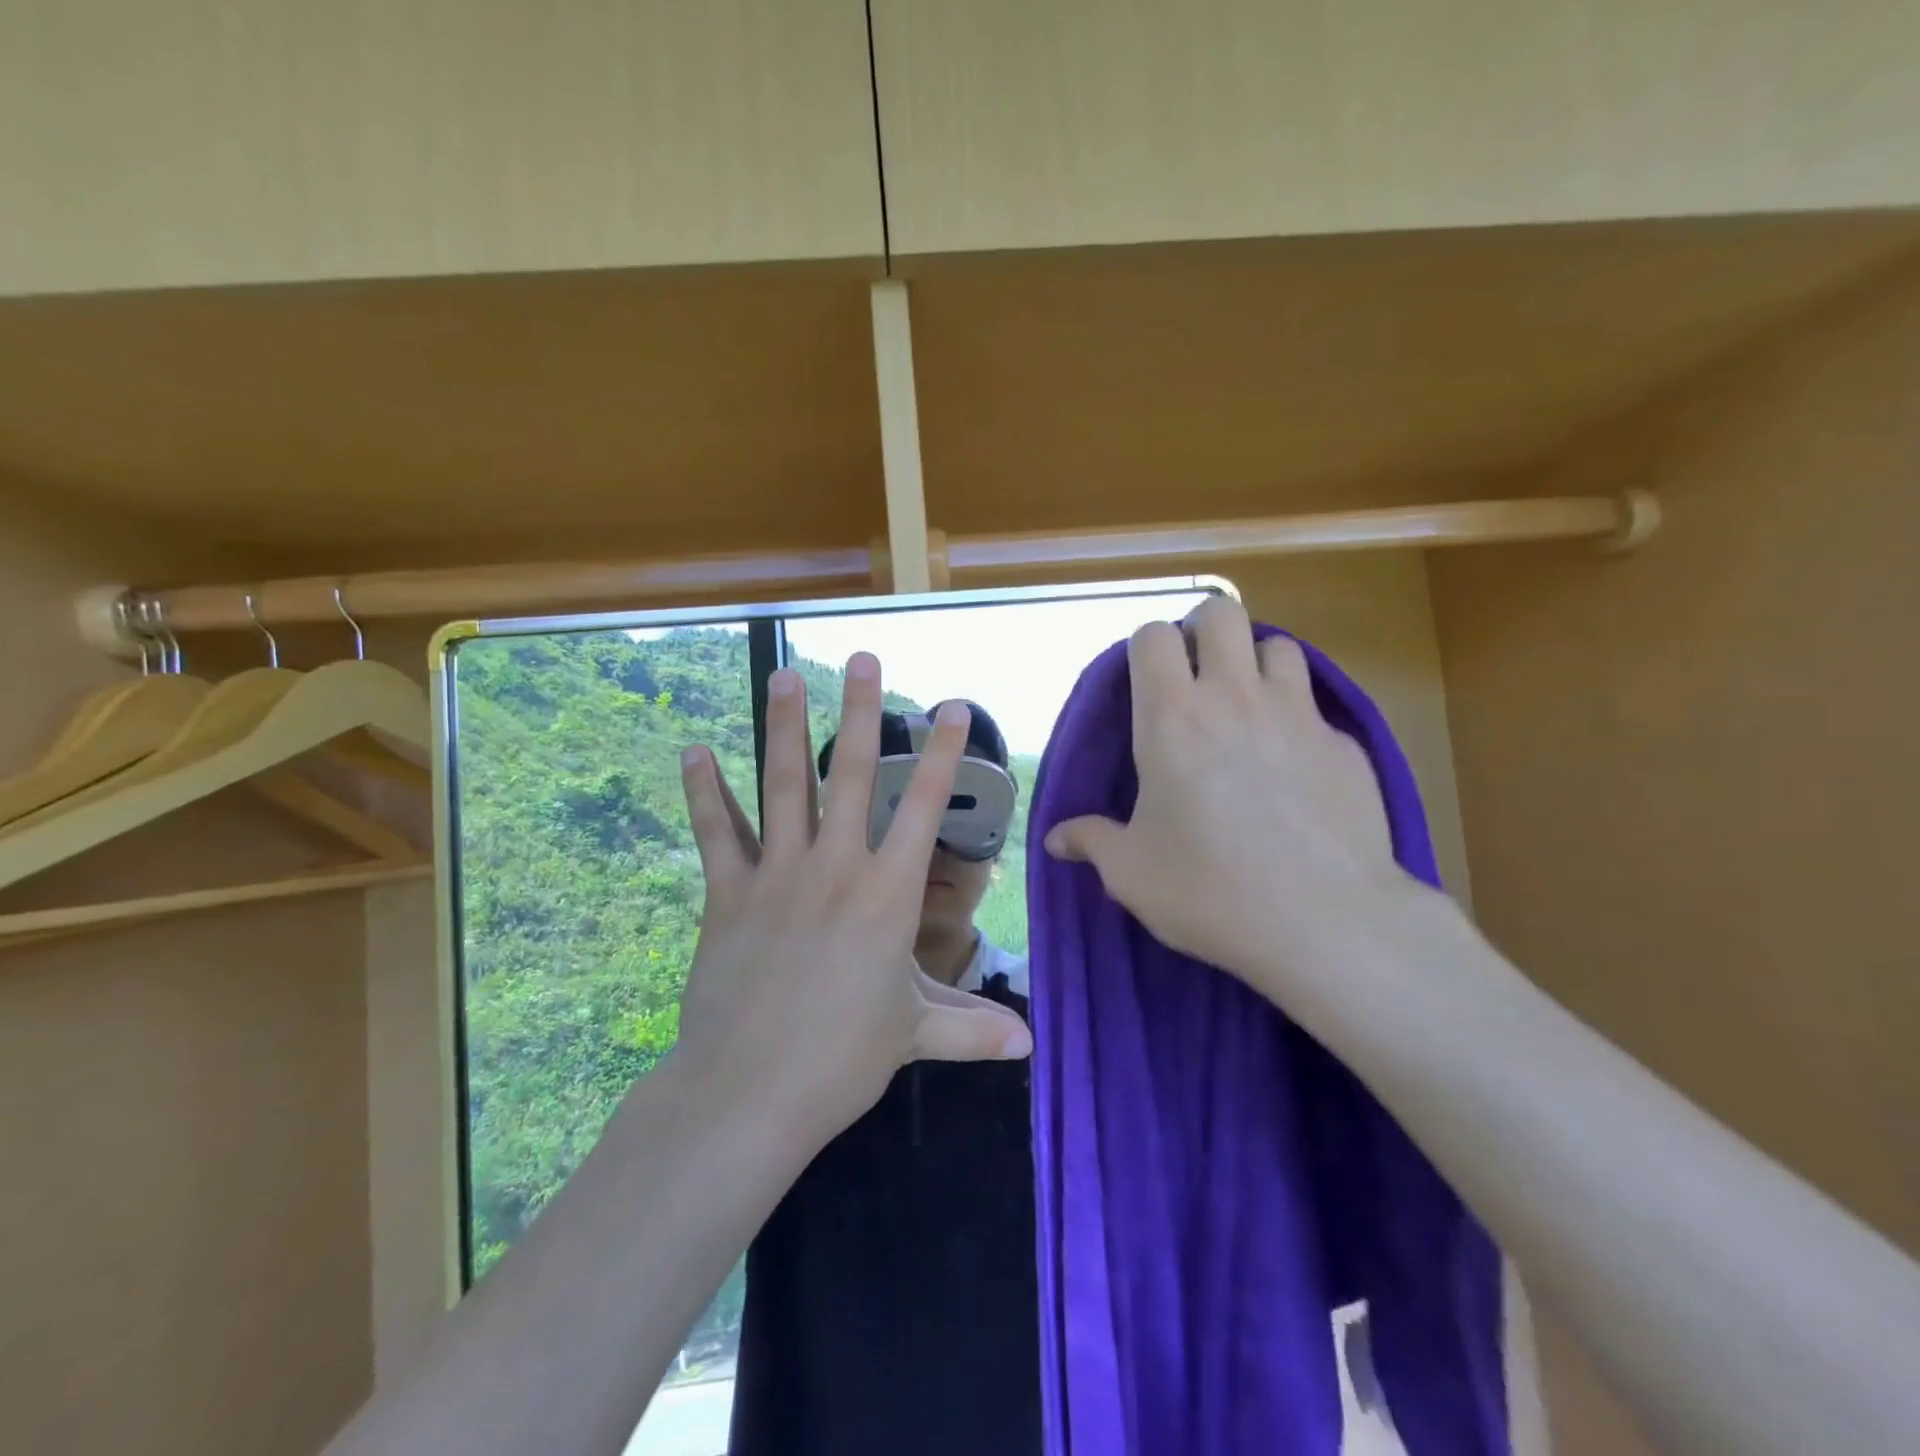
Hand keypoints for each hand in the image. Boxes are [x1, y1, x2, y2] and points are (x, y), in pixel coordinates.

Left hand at [675, 654, 1031, 1145]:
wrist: (750, 1091)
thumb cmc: (844, 1060)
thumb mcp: (915, 1034)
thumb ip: (972, 1028)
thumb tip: (1030, 1045)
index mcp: (888, 894)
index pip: (923, 807)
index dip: (940, 753)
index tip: (950, 705)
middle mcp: (835, 867)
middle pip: (851, 774)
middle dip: (861, 712)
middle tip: (862, 659)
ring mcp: (777, 874)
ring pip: (782, 785)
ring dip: (784, 727)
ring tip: (784, 675)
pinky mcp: (728, 893)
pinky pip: (717, 832)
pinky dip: (704, 791)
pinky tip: (693, 750)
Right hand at [1044, 597, 1412, 994]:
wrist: (1326, 923)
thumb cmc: (1209, 890)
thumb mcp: (1131, 872)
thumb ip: (1091, 841)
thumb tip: (1055, 839)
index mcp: (1172, 717)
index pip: (1153, 636)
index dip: (1146, 648)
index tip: (1146, 683)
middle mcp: (1235, 697)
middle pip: (1222, 613)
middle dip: (1204, 630)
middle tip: (1196, 677)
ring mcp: (1298, 715)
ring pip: (1278, 646)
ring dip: (1256, 665)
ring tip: (1246, 709)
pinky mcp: (1345, 745)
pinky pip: (1316, 708)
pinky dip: (1297, 720)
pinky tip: (1293, 769)